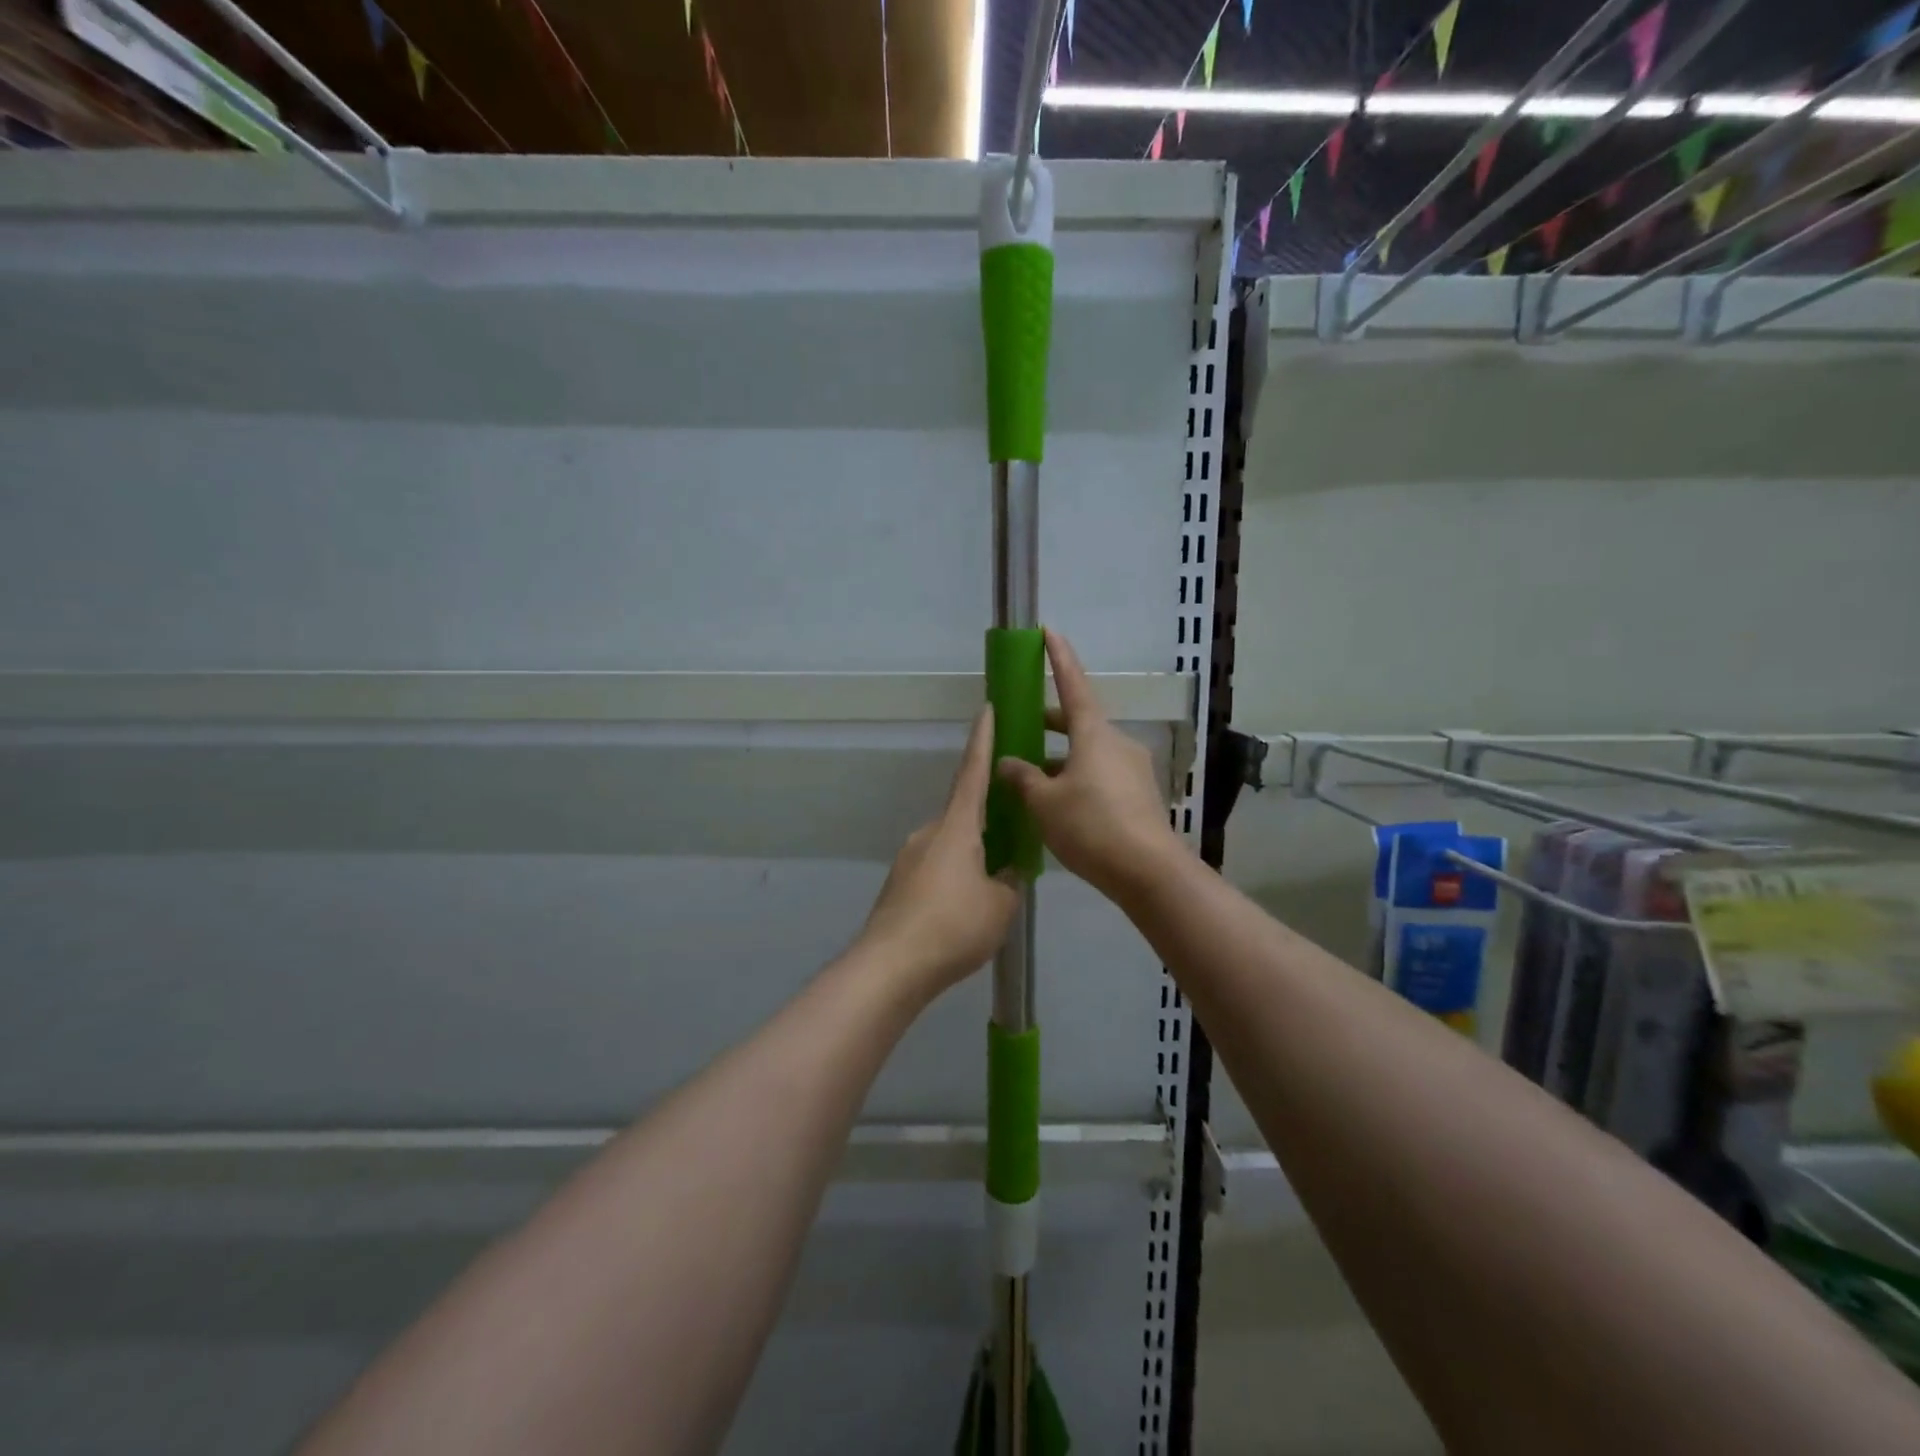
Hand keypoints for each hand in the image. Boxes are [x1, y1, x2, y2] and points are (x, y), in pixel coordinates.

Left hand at [857, 707, 1019, 999]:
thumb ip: (1009, 882)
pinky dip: (956, 876)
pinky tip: (967, 907)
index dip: (983, 740)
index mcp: (956, 827)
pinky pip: (937, 868)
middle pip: (964, 814)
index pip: (973, 772)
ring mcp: (910, 859)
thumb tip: (1005, 873)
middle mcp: (929, 833)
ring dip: (974, 854)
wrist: (890, 967)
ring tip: (996, 881)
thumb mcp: (1000, 905)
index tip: (986, 709)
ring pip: (952, 845)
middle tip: (1016, 830)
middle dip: (990, 818)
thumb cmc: (953, 926)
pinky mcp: (900, 885)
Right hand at [997, 629, 1183, 901]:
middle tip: (1024, 728)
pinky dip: (1077, 779)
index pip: (1073, 685)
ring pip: (1090, 752)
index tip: (1049, 631)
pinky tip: (1059, 806)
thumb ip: (1022, 778)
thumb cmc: (1091, 826)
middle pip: (1080, 722)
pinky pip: (1101, 776)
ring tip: (1032, 778)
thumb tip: (1007, 762)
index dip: (1059, 658)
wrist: (1148, 872)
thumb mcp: (1044, 803)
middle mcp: (1117, 743)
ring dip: (1062, 757)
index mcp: (1094, 734)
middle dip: (1051, 722)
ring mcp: (1132, 770)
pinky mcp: (1140, 796)